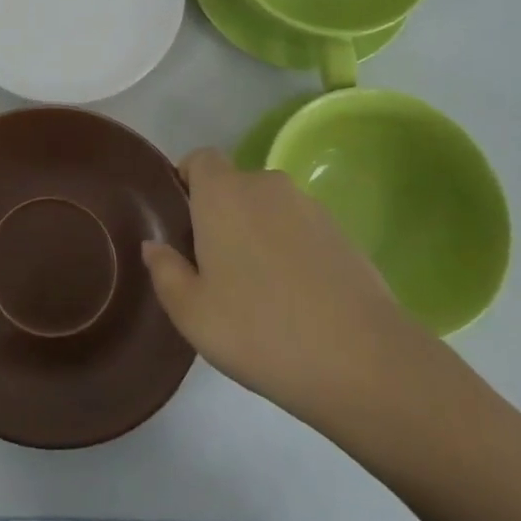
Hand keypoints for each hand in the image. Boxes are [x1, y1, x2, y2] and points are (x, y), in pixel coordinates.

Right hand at [142, 149, 437, 434]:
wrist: (365, 362)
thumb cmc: (261, 330)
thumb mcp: (192, 313)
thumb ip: (164, 271)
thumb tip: (154, 246)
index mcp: (223, 193)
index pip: (200, 158)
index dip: (188, 181)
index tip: (183, 223)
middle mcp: (266, 186)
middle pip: (233, 186)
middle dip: (221, 215)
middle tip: (215, 267)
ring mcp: (310, 207)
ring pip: (268, 210)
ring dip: (257, 234)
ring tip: (259, 290)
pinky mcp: (343, 233)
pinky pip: (300, 230)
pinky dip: (291, 251)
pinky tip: (296, 300)